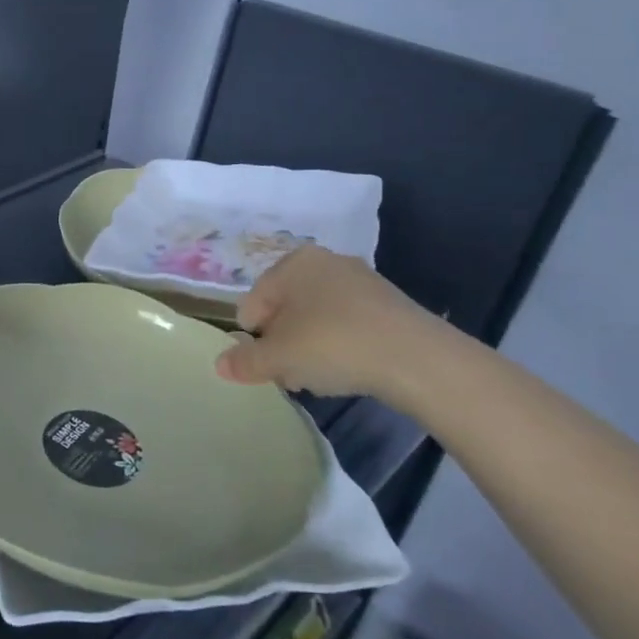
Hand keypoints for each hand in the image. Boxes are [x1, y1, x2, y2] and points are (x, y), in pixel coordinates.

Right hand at [212, 243, 451, 400]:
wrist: (418, 358)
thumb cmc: (333, 344)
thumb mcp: (279, 358)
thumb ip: (245, 361)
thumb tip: (220, 365)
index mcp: (293, 263)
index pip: (254, 302)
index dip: (253, 337)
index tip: (267, 365)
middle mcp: (325, 262)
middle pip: (286, 308)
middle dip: (283, 342)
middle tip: (291, 373)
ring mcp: (361, 280)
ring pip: (317, 316)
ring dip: (310, 346)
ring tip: (320, 377)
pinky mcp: (389, 304)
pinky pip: (348, 323)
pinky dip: (341, 345)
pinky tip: (350, 370)